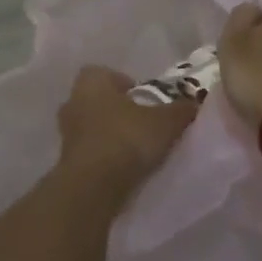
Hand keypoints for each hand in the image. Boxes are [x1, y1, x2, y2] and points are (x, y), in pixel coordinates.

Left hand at [55, 66, 196, 190]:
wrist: (92, 187)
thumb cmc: (126, 139)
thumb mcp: (165, 122)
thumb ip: (181, 110)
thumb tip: (195, 104)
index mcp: (92, 82)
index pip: (106, 74)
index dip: (125, 84)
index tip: (145, 99)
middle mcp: (73, 101)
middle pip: (98, 100)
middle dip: (118, 110)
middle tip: (143, 123)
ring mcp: (66, 133)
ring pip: (92, 126)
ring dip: (110, 134)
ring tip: (136, 149)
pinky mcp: (66, 161)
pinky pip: (89, 151)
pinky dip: (104, 156)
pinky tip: (123, 168)